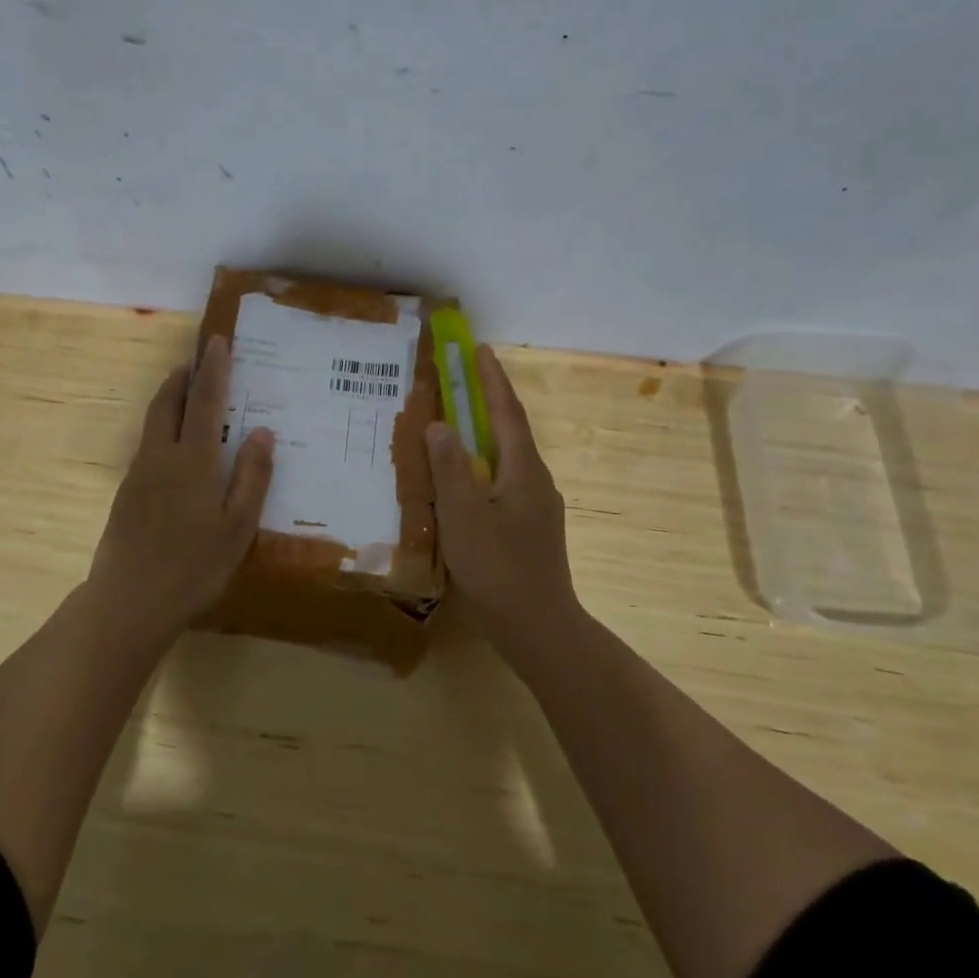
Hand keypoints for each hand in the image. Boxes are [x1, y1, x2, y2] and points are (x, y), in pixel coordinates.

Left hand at [87, 334, 273, 635]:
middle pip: (168, 402)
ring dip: (169, 399)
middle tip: (196, 361)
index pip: (206, 401)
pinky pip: (147, 444)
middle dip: (182, 377)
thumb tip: (262, 430)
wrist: (129, 600)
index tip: (218, 342)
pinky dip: (163, 427)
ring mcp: (139, 474)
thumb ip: (252, 476)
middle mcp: (162, 456)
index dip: (214, 369)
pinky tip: (175, 447)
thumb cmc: (194, 566)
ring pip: (153, 422)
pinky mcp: (126, 493)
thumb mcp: (238, 526)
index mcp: (194, 460)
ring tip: (186, 393)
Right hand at [425, 347, 581, 654]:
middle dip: (486, 403)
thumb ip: (449, 469)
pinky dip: (481, 469)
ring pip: (505, 460)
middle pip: (509, 431)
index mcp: (523, 470)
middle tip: (457, 384)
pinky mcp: (529, 529)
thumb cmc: (499, 569)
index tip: (480, 349)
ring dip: (482, 437)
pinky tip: (461, 485)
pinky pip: (502, 483)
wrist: (539, 628)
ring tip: (451, 430)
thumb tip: (439, 424)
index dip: (492, 379)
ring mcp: (536, 506)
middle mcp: (536, 480)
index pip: (507, 412)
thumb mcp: (464, 516)